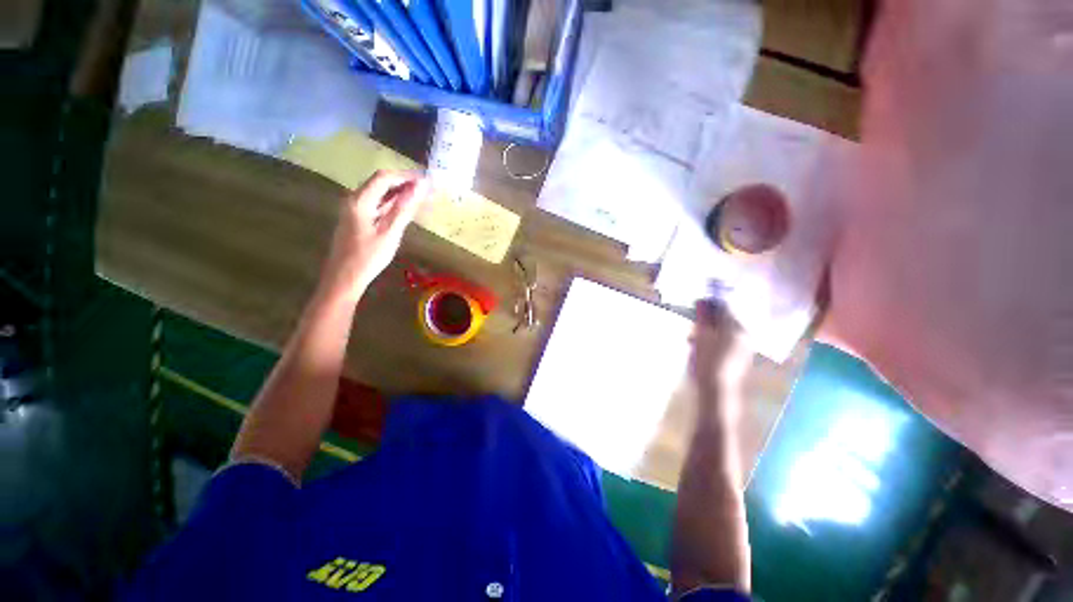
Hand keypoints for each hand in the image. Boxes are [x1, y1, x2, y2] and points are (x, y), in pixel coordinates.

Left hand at [321, 170, 428, 301]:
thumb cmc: (368, 257)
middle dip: (405, 183)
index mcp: (360, 200)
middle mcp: (355, 199)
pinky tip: (407, 209)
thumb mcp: (390, 232)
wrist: (344, 277)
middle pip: (382, 183)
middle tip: (428, 189)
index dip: (406, 176)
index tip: (427, 179)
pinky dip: (394, 204)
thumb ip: (404, 208)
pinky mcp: (359, 219)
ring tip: (422, 197)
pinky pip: (379, 204)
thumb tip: (420, 187)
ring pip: (381, 194)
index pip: (385, 178)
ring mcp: (356, 209)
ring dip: (401, 193)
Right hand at [689, 300, 752, 422]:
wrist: (717, 394)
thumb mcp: (701, 337)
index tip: (694, 306)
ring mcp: (743, 349)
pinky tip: (700, 349)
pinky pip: (725, 343)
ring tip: (692, 338)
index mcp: (736, 328)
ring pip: (723, 332)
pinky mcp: (739, 360)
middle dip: (707, 320)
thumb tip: (701, 301)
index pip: (724, 307)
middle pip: (725, 319)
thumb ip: (703, 318)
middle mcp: (744, 336)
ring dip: (708, 331)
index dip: (708, 305)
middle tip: (691, 325)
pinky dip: (712, 341)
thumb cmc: (707, 362)